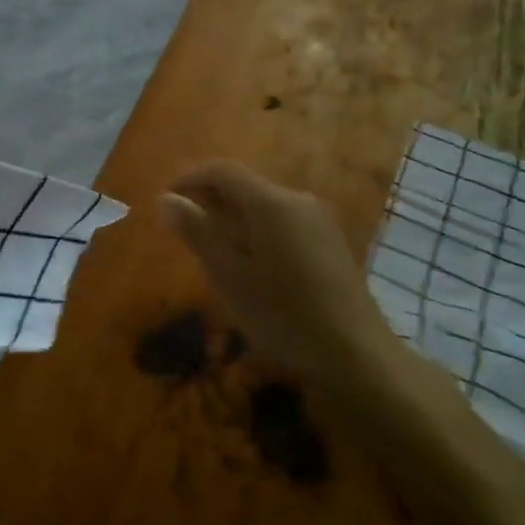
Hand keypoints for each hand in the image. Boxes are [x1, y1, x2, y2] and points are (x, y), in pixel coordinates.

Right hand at [160, 161, 390, 394]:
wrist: (357, 354)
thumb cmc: (284, 316)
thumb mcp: (229, 277)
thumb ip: (198, 233)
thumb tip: (166, 198)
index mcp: (271, 203)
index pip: (223, 171)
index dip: (190, 178)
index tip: (166, 201)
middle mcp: (297, 200)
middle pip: (245, 185)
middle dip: (210, 200)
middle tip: (183, 231)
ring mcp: (318, 220)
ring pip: (264, 205)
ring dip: (232, 218)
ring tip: (211, 251)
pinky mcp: (329, 241)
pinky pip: (282, 221)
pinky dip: (256, 230)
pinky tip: (249, 264)